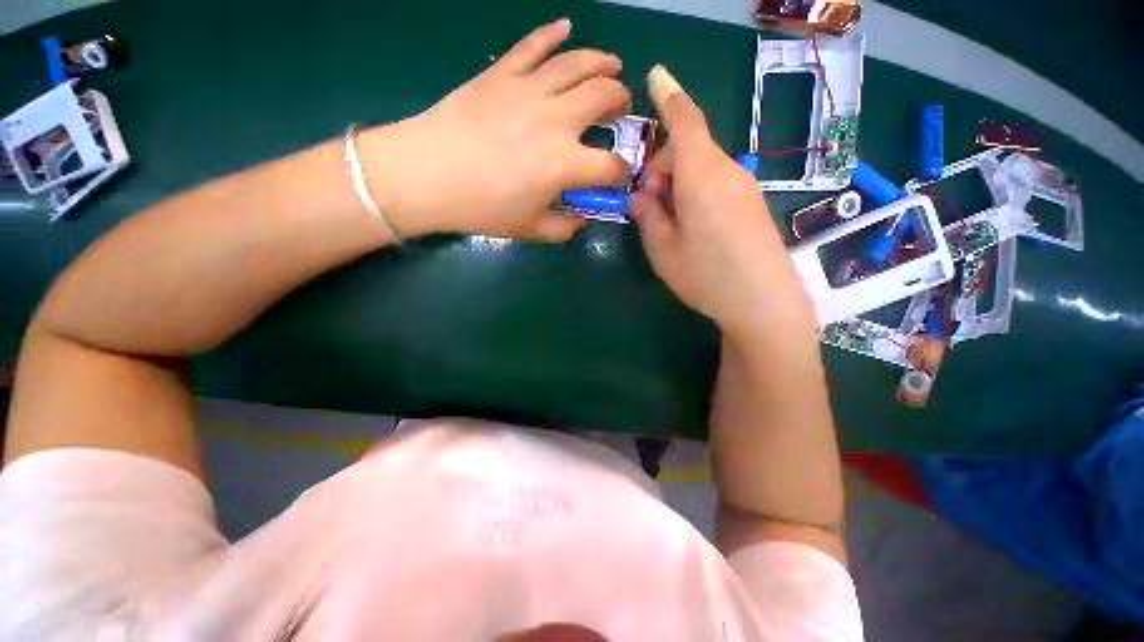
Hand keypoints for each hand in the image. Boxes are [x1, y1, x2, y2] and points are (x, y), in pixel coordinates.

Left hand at [360, 19, 631, 241]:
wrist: (428, 175)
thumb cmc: (482, 208)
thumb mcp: (530, 230)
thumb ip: (564, 229)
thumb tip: (582, 221)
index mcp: (565, 164)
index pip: (610, 166)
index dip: (623, 171)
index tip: (622, 174)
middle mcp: (556, 120)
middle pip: (604, 97)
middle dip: (621, 102)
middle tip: (620, 107)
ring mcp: (528, 90)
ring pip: (577, 63)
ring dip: (602, 62)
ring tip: (613, 65)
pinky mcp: (502, 74)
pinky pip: (533, 45)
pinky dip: (552, 33)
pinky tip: (566, 27)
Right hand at [629, 66, 814, 340]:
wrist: (764, 303)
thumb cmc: (706, 276)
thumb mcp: (662, 249)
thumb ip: (648, 216)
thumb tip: (639, 196)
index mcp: (700, 176)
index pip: (685, 121)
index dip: (668, 95)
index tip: (655, 74)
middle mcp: (726, 171)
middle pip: (688, 149)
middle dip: (661, 169)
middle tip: (649, 208)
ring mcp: (743, 187)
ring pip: (701, 168)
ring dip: (677, 186)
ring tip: (670, 226)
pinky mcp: (751, 204)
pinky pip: (716, 184)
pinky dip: (695, 195)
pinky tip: (692, 230)